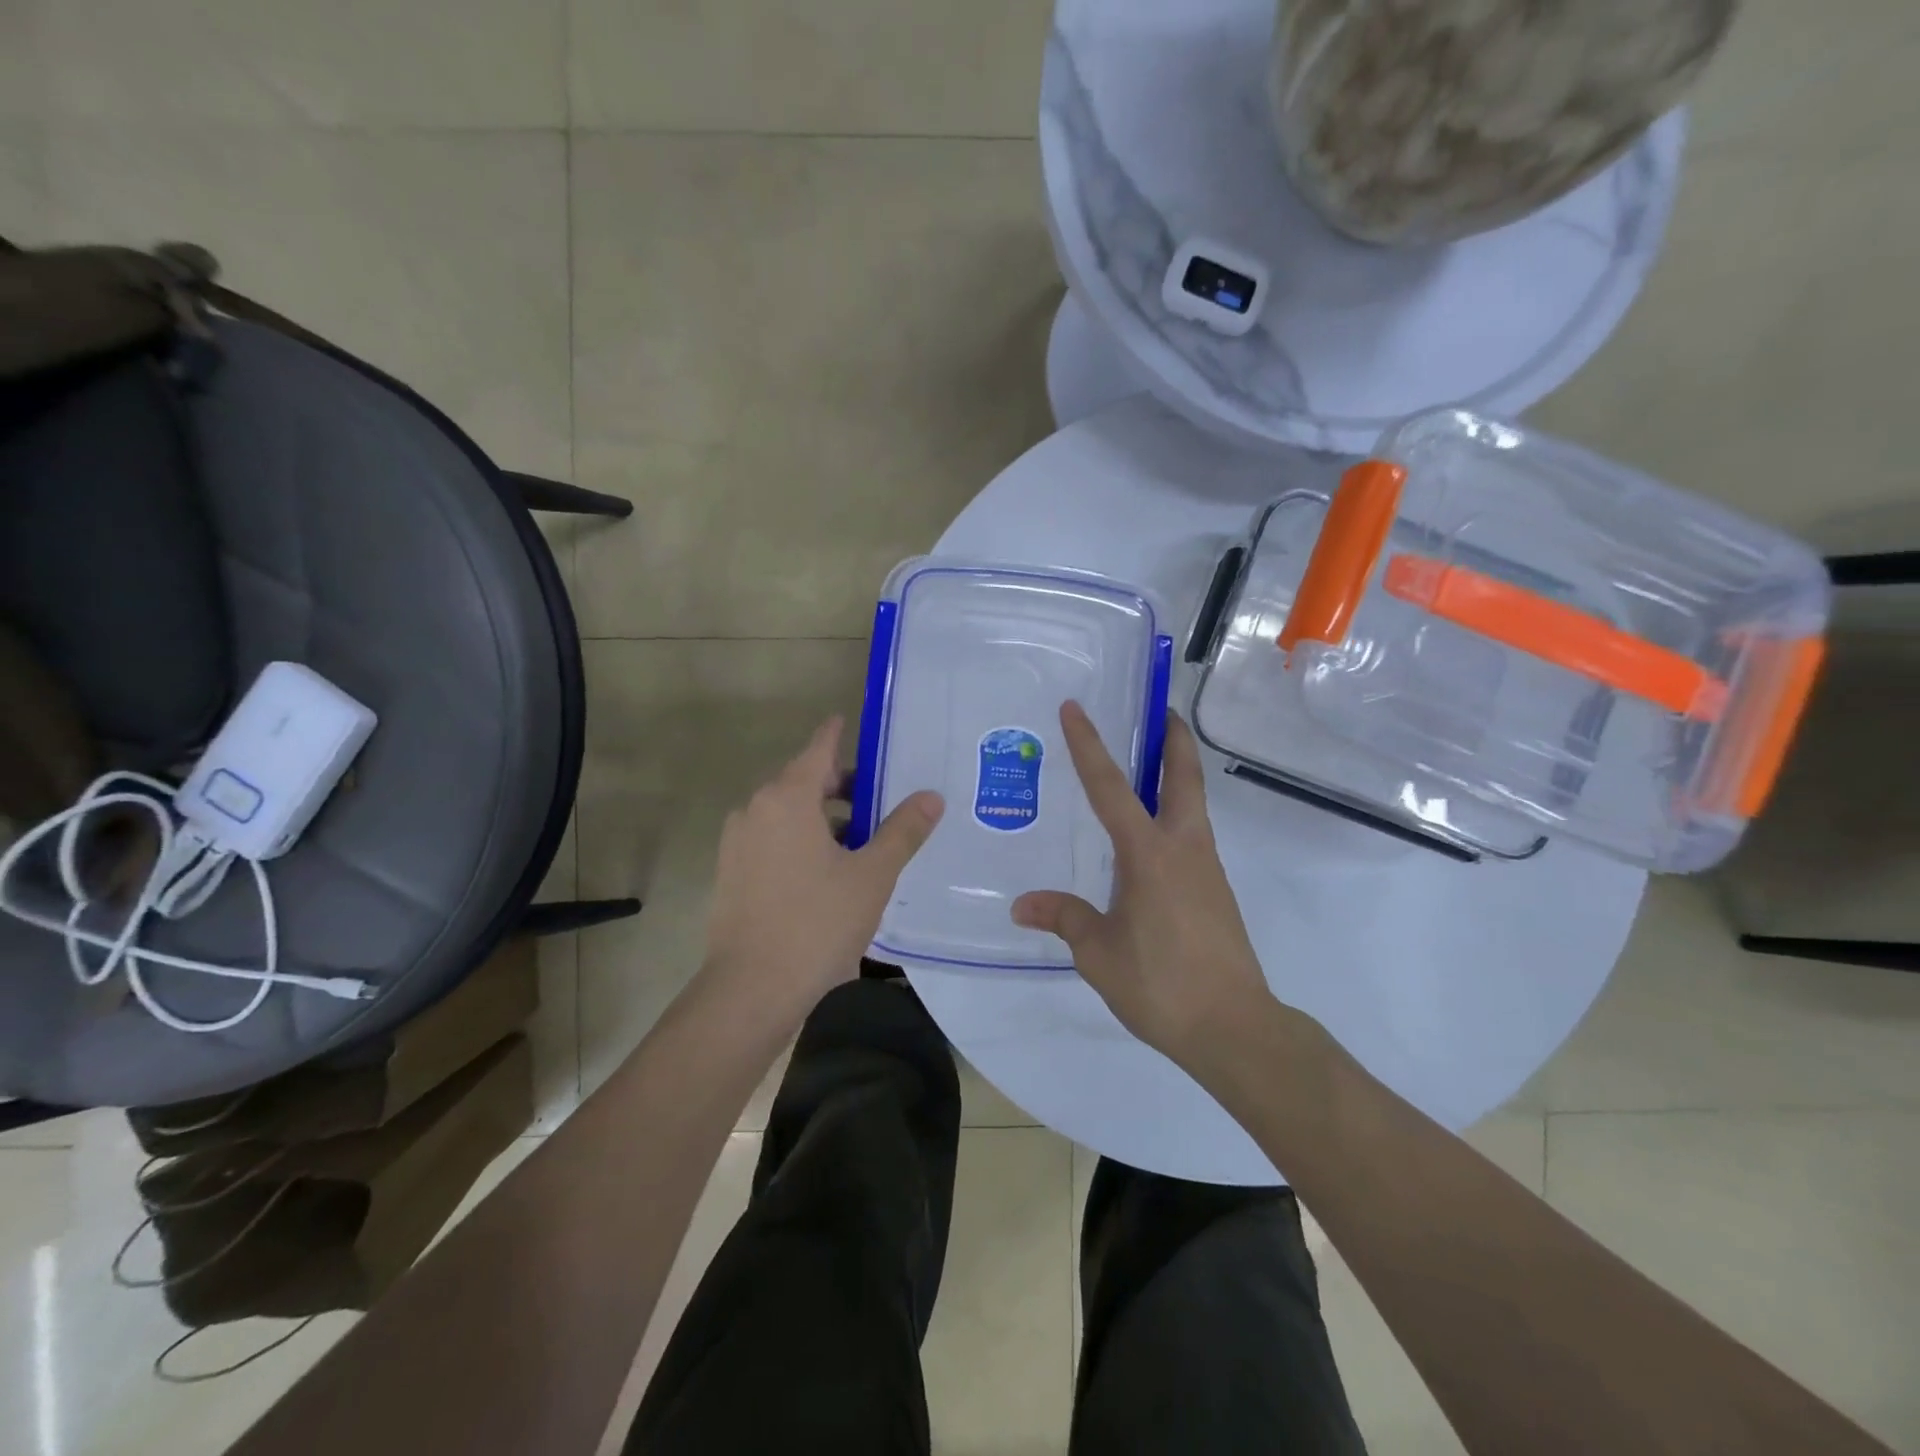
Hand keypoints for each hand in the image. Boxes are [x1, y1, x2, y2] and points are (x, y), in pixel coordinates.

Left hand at [702, 716, 942, 1017]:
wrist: (751, 989)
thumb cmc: (817, 923)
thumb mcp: (872, 875)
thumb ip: (903, 831)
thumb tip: (931, 797)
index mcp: (787, 798)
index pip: (818, 749)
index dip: (837, 733)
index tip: (849, 719)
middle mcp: (755, 810)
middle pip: (802, 781)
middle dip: (840, 784)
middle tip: (880, 797)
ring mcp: (737, 842)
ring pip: (787, 813)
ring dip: (822, 817)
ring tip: (862, 840)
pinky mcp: (731, 872)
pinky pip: (772, 839)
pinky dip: (800, 839)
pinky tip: (828, 870)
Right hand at [1011, 702, 1272, 1069]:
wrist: (1234, 1027)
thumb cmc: (1161, 984)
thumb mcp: (1098, 953)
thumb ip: (1064, 918)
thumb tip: (1022, 905)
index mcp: (1149, 854)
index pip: (1111, 788)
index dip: (1090, 746)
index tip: (1076, 708)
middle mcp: (1183, 848)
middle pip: (1183, 777)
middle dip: (1172, 738)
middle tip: (1157, 710)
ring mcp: (1206, 868)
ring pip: (1192, 805)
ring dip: (1175, 775)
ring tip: (1145, 768)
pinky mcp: (1214, 891)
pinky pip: (1191, 836)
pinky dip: (1173, 816)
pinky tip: (1148, 840)